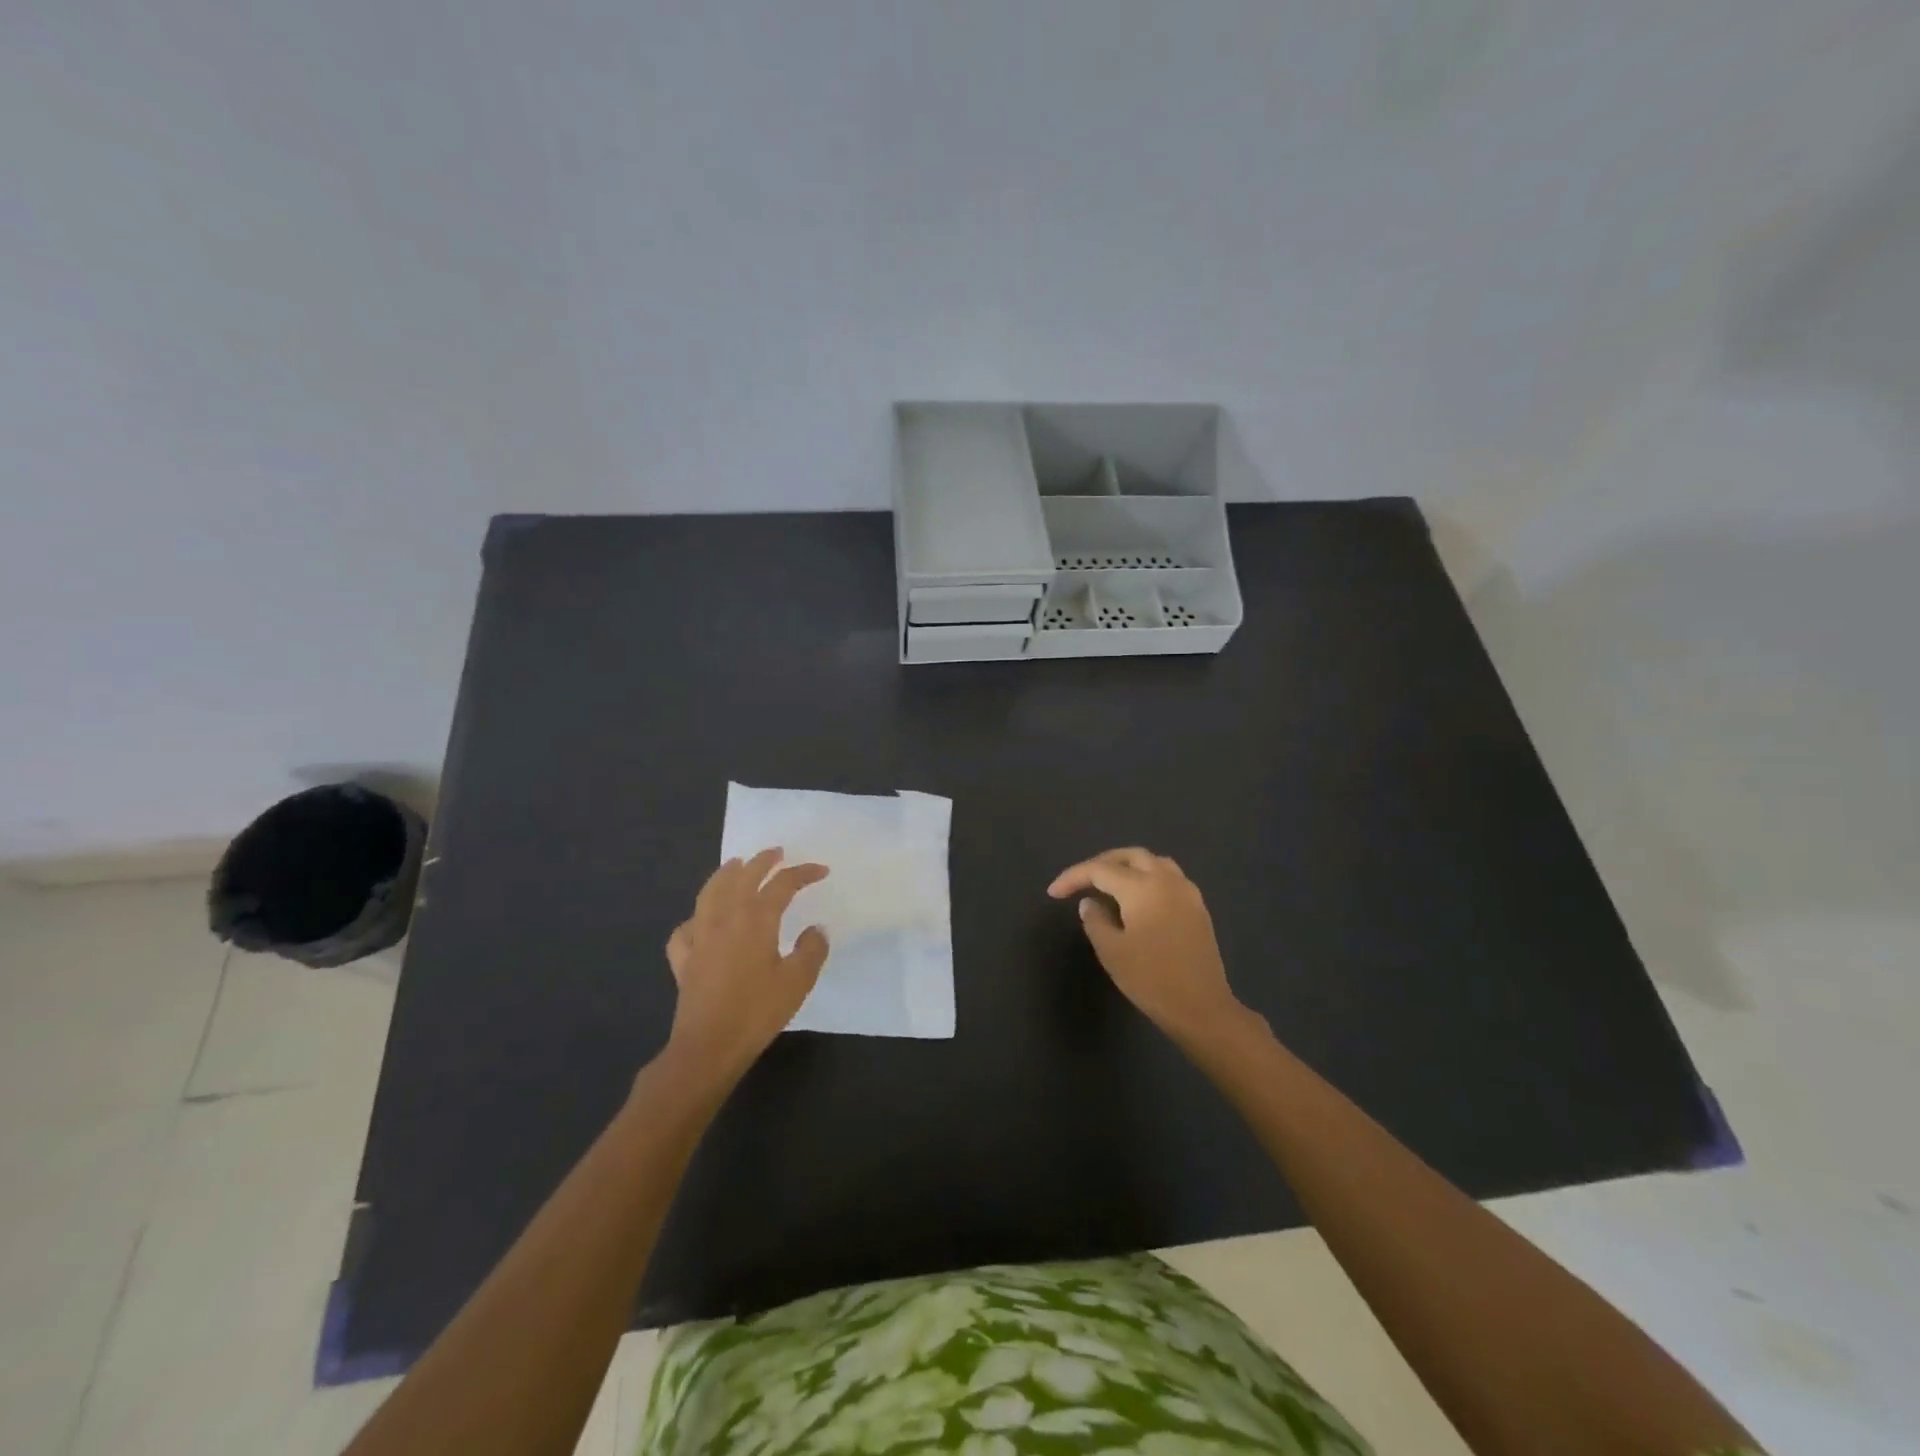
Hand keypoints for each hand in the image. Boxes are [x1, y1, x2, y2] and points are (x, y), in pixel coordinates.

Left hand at [663, 848, 829, 1081]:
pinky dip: (696, 917)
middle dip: (762, 861)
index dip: (803, 873)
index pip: (782, 884)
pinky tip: (701, 922)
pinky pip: (687, 928)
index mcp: (756, 919)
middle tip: (776, 852)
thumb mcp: (798, 981)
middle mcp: (725, 918)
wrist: (709, 1046)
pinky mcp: (684, 958)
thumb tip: (815, 930)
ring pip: (710, 893)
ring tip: (735, 865)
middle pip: (743, 877)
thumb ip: (811, 950)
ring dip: (725, 874)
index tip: (821, 870)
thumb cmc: (757, 1011)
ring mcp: (700, 936)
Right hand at [1048, 847, 1258, 1045]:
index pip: (1099, 870)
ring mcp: (1187, 892)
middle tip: (1080, 881)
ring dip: (1127, 866)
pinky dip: (1147, 877)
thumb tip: (1090, 903)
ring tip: (1108, 884)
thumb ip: (1095, 920)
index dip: (1073, 877)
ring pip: (1153, 862)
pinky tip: (1137, 898)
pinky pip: (1169, 877)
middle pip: (1129, 856)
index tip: (1053, 893)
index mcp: (1142, 888)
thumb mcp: (1111, 952)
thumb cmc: (1151, 980)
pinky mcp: (1197, 907)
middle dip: (1101, 863)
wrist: (1201, 1008)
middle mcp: (1166, 880)